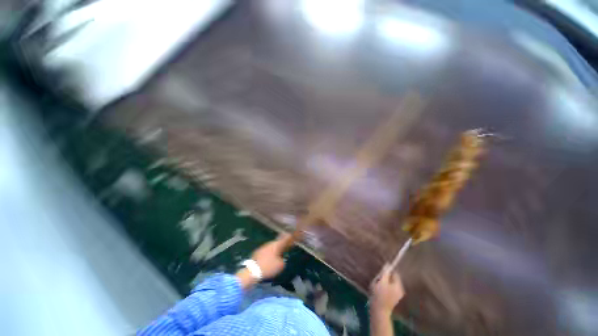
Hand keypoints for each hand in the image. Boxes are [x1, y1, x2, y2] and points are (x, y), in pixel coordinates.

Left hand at [250, 233, 291, 278]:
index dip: (289, 237)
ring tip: (279, 252)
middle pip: (278, 242)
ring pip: (271, 246)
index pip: (285, 239)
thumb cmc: (268, 267)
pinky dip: (270, 252)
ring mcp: (263, 247)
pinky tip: (270, 257)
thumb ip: (283, 261)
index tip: (292, 235)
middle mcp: (270, 243)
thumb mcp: (280, 266)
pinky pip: (266, 250)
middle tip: (286, 245)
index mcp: (276, 245)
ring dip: (275, 248)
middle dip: (282, 243)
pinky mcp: (257, 252)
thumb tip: (282, 260)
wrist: (252, 271)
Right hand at [370, 264, 404, 315]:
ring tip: (377, 282)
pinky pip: (388, 288)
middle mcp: (399, 290)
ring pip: (390, 283)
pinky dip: (384, 286)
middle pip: (392, 278)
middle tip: (378, 277)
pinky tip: (378, 288)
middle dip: (385, 276)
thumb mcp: (381, 282)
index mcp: (399, 285)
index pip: (395, 273)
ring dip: (384, 281)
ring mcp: (396, 295)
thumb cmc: (380, 295)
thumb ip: (385, 273)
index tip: (381, 269)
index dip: (388, 270)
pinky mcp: (391, 299)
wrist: (379, 311)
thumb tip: (388, 264)